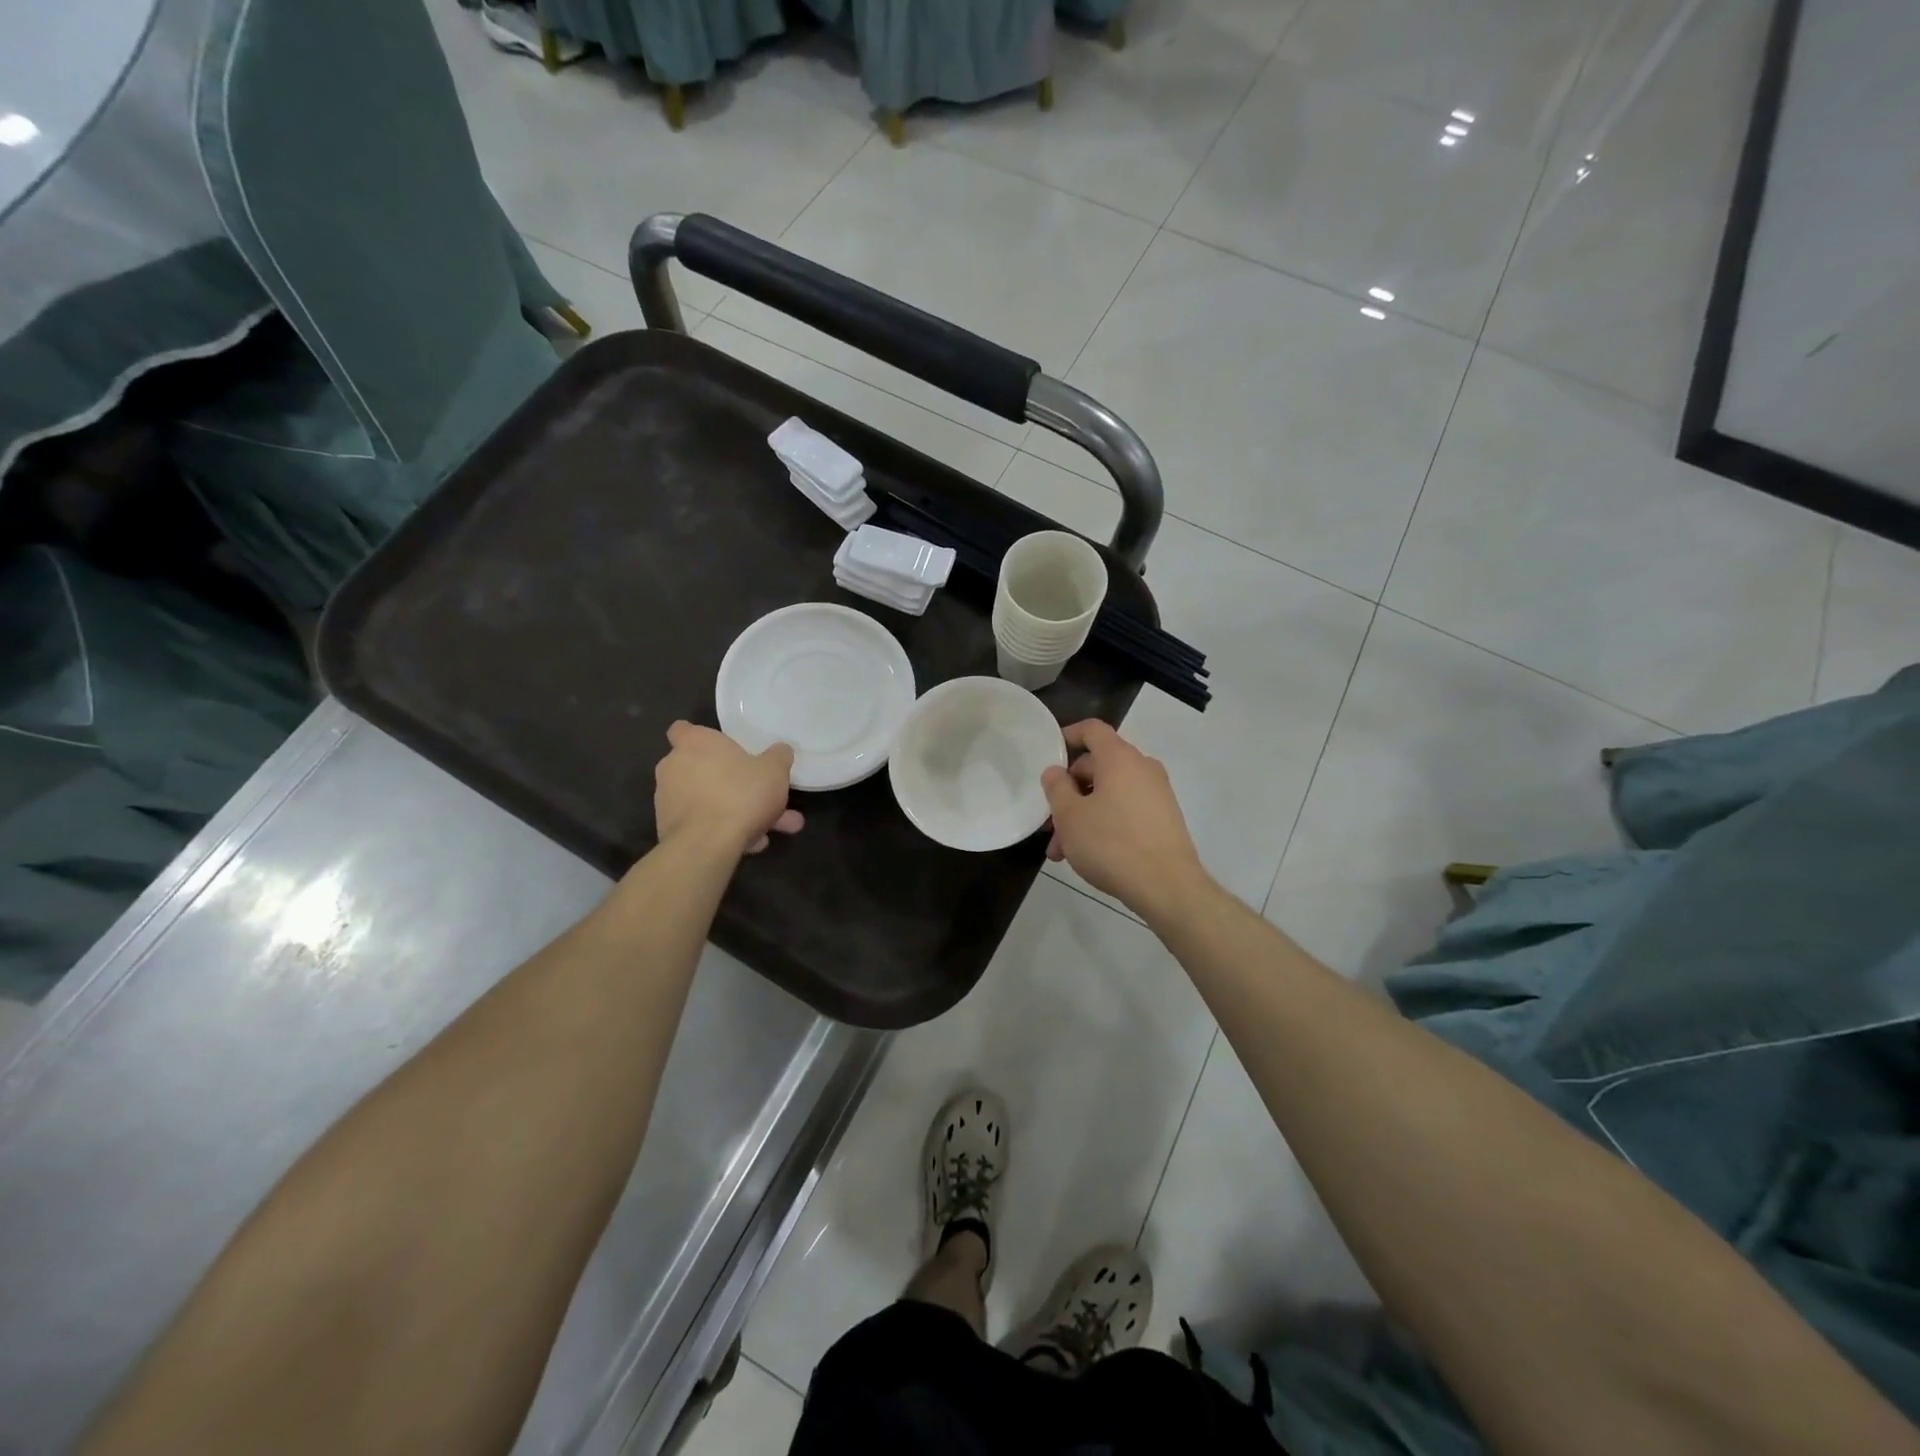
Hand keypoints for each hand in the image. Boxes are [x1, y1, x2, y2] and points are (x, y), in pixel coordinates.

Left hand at [654, 722, 803, 855]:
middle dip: (732, 784)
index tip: (720, 749)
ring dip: (735, 812)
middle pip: (702, 769)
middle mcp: (674, 767)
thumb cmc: (740, 793)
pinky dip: (723, 831)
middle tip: (761, 797)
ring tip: (769, 832)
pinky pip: (703, 824)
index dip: (699, 738)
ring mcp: (668, 800)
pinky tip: (752, 845)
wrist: (707, 844)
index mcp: (695, 743)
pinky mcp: (668, 829)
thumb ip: (778, 757)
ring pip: (708, 801)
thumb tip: (780, 751)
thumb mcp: (774, 770)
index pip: (682, 730)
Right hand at [1042, 721, 1205, 918]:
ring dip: (1083, 815)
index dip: (1070, 735)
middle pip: (1099, 767)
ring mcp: (1157, 794)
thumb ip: (1057, 788)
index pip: (1093, 730)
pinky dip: (1105, 823)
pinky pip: (1126, 810)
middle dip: (1069, 792)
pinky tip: (1089, 854)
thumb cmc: (1111, 843)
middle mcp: (1142, 768)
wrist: (1167, 886)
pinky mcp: (1164, 819)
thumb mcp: (1070, 816)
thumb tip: (1055, 772)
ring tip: (1063, 851)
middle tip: (1049, 824)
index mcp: (1119, 758)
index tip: (1051, 752)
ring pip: (1110, 794)